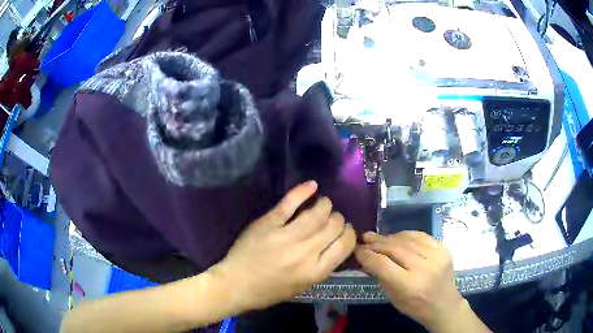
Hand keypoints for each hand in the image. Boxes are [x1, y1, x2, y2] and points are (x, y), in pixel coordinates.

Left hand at [211, 181, 355, 312]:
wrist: (236, 284)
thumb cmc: (270, 290)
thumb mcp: (303, 286)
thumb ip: (321, 266)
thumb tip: (335, 243)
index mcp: (316, 271)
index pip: (345, 244)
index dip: (349, 233)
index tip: (344, 230)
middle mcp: (306, 252)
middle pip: (334, 225)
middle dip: (338, 219)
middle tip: (332, 218)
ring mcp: (287, 236)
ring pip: (317, 212)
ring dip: (325, 204)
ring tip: (324, 203)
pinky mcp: (269, 223)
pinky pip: (290, 203)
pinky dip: (303, 191)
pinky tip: (313, 185)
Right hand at [355, 231, 489, 332]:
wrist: (444, 305)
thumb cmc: (415, 306)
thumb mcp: (393, 298)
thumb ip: (381, 276)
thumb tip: (367, 257)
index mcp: (410, 285)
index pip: (383, 264)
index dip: (367, 255)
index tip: (357, 250)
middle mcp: (424, 268)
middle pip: (395, 249)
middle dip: (377, 243)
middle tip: (364, 239)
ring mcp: (437, 256)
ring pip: (408, 240)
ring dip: (389, 237)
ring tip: (377, 237)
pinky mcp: (444, 249)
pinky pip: (421, 236)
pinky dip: (406, 234)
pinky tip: (396, 236)